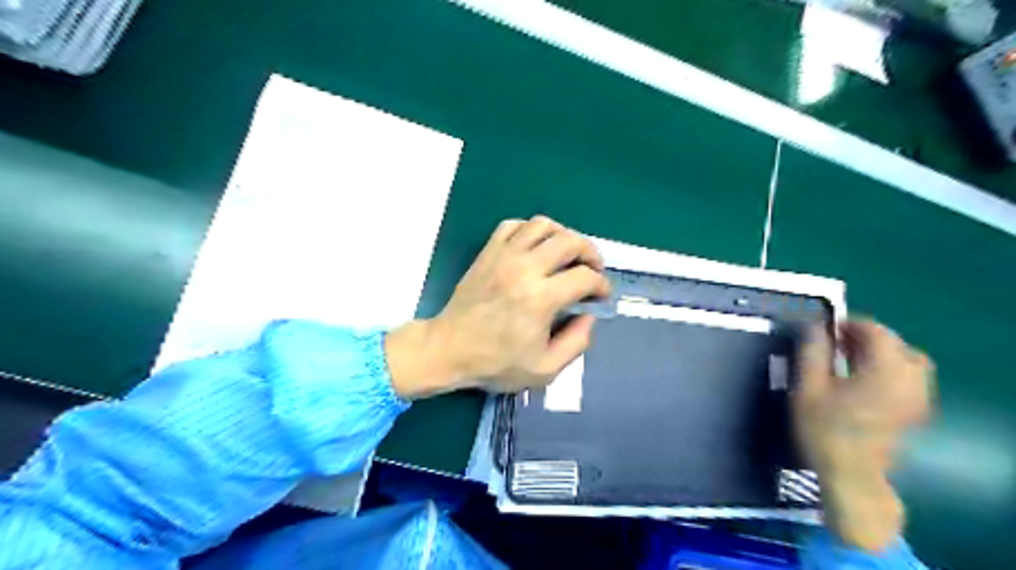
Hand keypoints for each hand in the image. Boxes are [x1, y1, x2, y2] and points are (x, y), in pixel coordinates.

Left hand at [386, 215, 606, 397]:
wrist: (449, 349)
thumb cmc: (496, 363)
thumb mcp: (545, 369)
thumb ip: (577, 343)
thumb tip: (590, 315)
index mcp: (541, 299)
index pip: (585, 277)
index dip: (602, 285)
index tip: (601, 296)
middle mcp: (525, 269)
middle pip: (570, 241)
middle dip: (591, 253)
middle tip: (593, 270)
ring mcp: (504, 255)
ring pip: (543, 225)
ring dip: (563, 235)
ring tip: (567, 254)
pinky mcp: (488, 252)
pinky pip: (514, 225)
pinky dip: (531, 230)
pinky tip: (536, 247)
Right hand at [792, 319, 935, 548]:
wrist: (851, 475)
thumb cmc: (825, 429)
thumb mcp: (808, 386)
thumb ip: (812, 352)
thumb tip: (814, 327)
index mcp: (885, 371)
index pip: (876, 332)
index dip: (850, 324)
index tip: (824, 328)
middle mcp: (911, 380)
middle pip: (895, 343)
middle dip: (865, 336)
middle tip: (834, 341)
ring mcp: (918, 398)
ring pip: (907, 360)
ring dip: (879, 351)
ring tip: (849, 356)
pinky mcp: (915, 411)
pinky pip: (909, 377)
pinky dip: (889, 367)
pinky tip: (863, 377)